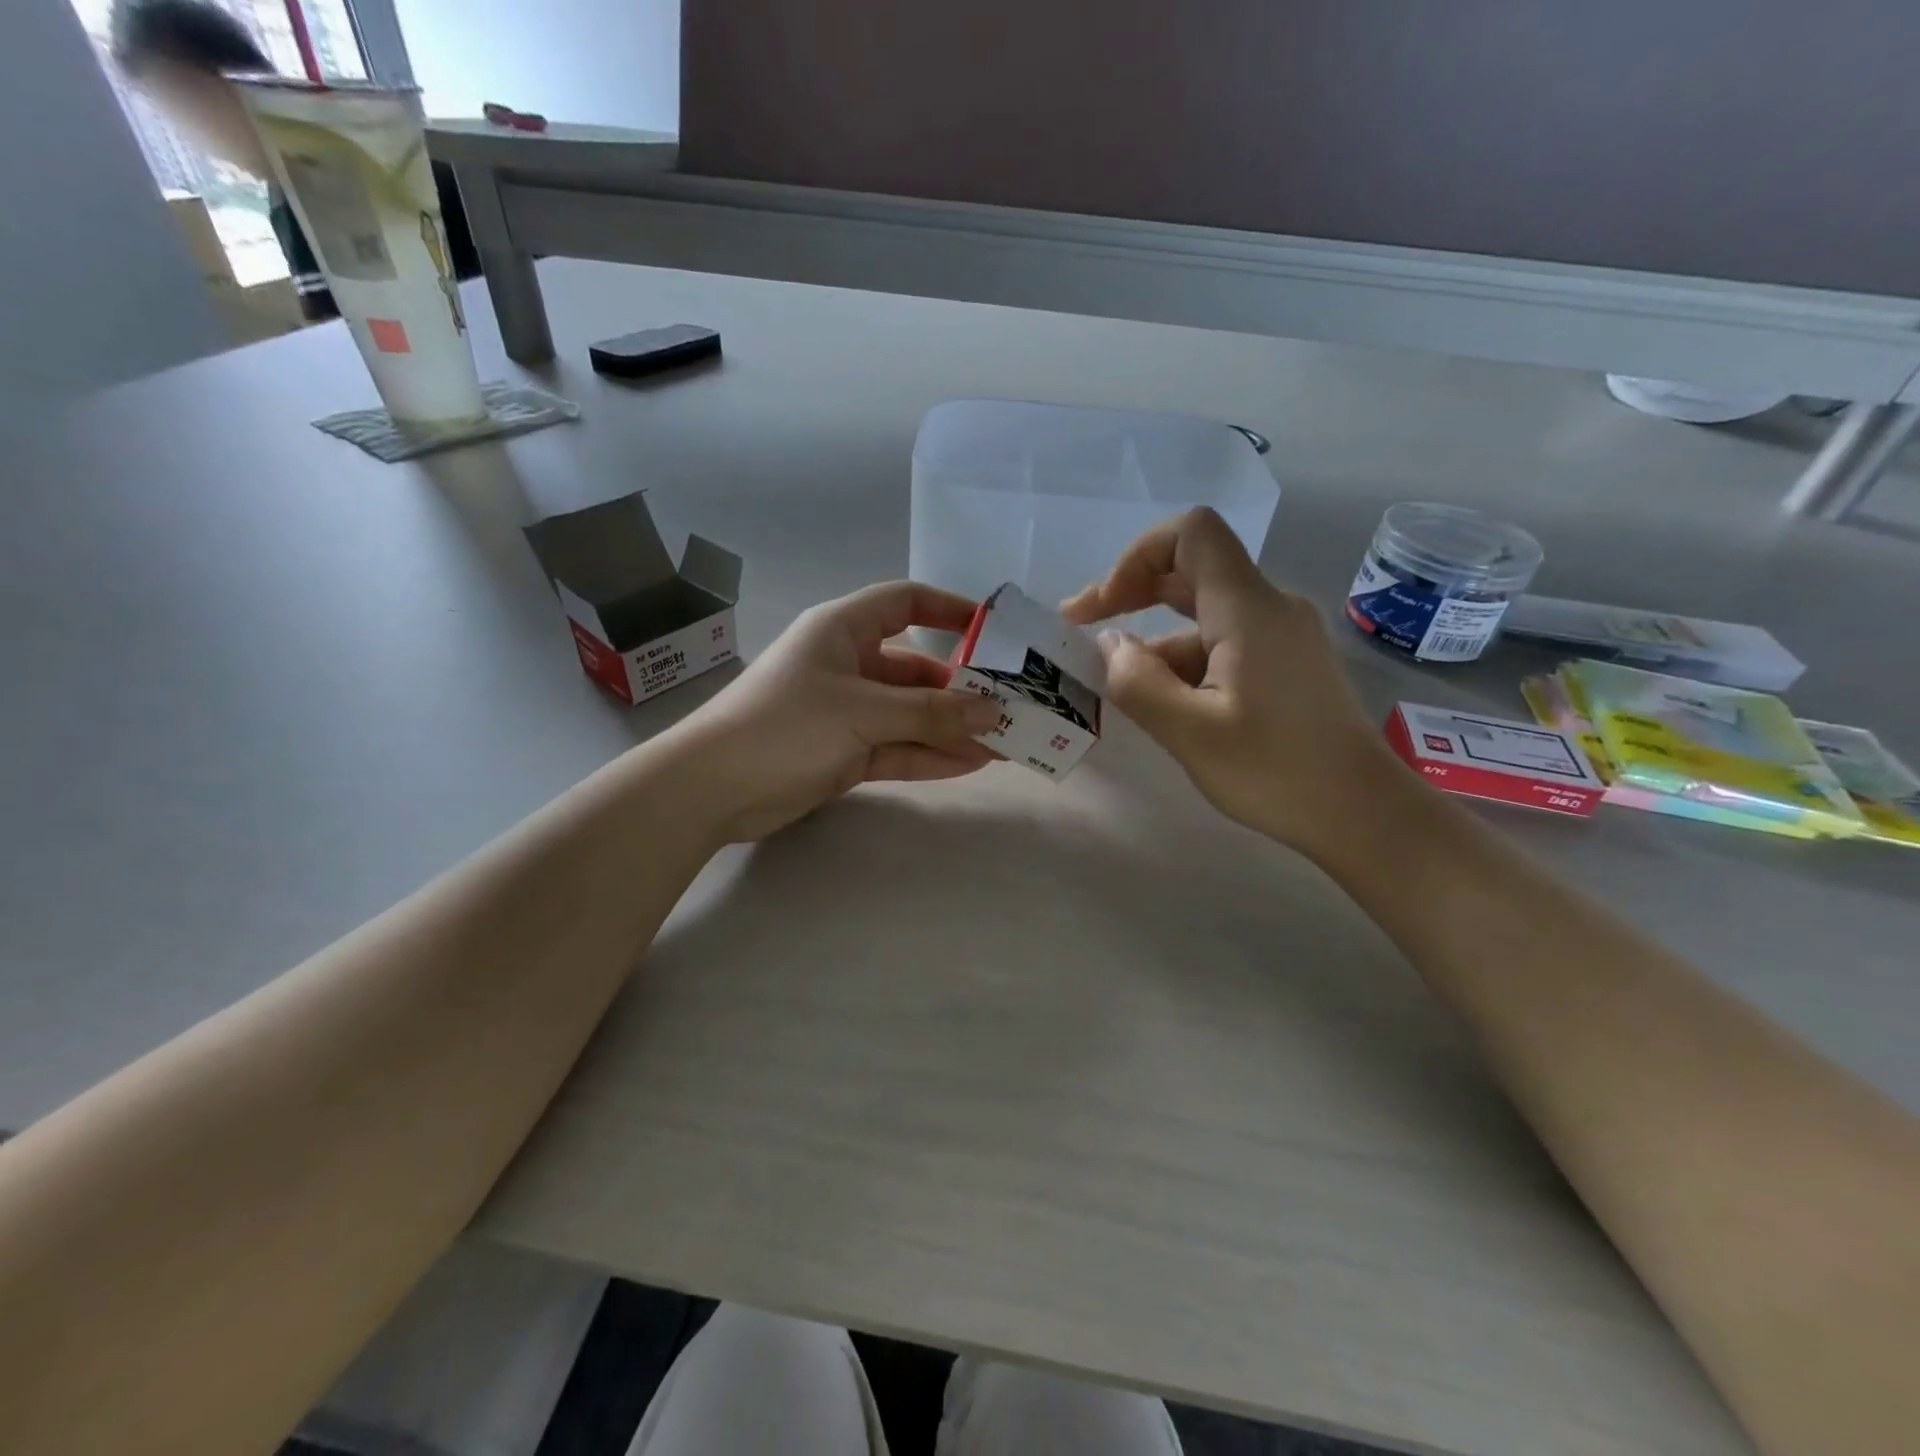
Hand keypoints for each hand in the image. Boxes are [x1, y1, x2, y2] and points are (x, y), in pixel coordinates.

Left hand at [673, 582, 1002, 842]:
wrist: (712, 788)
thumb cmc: (786, 725)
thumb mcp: (863, 711)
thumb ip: (931, 712)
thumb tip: (993, 712)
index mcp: (843, 629)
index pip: (905, 603)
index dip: (949, 610)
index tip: (993, 630)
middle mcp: (848, 664)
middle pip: (915, 668)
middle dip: (961, 689)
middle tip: (1010, 708)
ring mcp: (846, 711)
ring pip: (909, 714)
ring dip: (951, 727)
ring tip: (1004, 743)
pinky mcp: (843, 752)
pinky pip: (896, 747)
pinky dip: (928, 754)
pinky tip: (971, 763)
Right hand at [1062, 508, 1416, 861]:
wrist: (1363, 813)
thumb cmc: (1276, 772)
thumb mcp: (1190, 733)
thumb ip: (1138, 682)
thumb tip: (1111, 645)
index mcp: (1248, 609)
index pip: (1191, 534)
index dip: (1137, 556)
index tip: (1104, 607)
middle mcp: (1269, 607)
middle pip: (1191, 570)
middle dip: (1130, 595)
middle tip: (1079, 629)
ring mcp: (1281, 635)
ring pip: (1203, 616)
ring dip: (1155, 643)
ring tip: (1121, 692)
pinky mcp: (1286, 663)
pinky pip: (1223, 643)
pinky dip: (1184, 663)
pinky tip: (1166, 706)